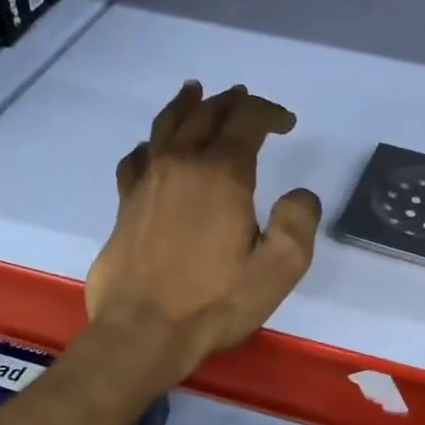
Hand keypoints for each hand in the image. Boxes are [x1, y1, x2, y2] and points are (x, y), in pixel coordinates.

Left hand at [85, 81, 320, 378]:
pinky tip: (152, 148)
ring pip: (166, 127)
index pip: (246, 122)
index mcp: (221, 174)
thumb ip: (298, 222)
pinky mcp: (125, 205)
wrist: (143, 332)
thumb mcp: (278, 269)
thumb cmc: (214, 303)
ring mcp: (147, 183)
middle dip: (230, 102)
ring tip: (195, 92)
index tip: (286, 123)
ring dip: (186, 106)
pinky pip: (136, 159)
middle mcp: (180, 165)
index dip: (269, 113)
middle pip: (205, 115)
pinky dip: (149, 144)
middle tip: (245, 99)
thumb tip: (299, 194)